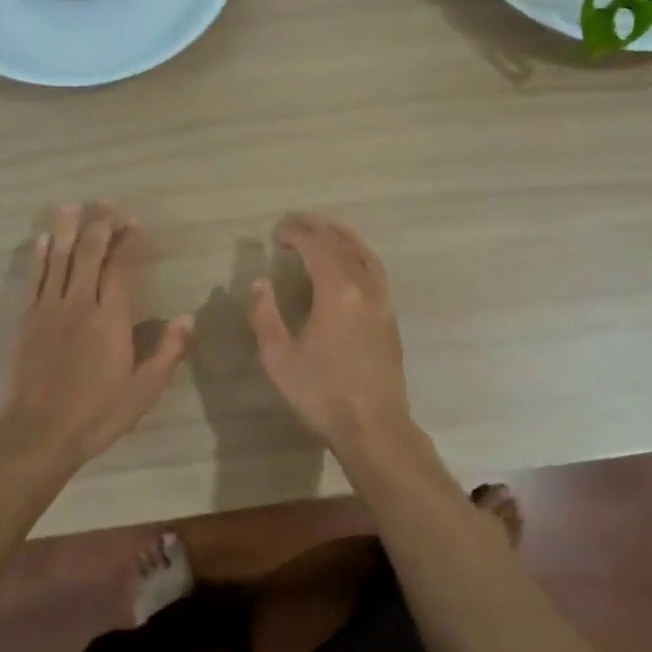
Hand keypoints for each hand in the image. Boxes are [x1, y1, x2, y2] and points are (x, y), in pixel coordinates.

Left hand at [0, 204, 192, 467]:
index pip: (122, 268)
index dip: (130, 243)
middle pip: (89, 255)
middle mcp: (79, 304)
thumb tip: (187, 319)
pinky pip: (34, 279)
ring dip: (66, 231)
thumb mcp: (143, 391)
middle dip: (99, 226)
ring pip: (58, 260)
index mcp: (110, 318)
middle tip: (106, 203)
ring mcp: (49, 310)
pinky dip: (38, 257)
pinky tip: (40, 241)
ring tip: (70, 207)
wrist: (35, 434)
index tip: (136, 223)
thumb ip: (167, 352)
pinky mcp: (26, 321)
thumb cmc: (96, 414)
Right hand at [250, 214, 411, 448]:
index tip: (278, 234)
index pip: (318, 246)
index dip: (297, 233)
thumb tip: (260, 283)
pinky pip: (375, 270)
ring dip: (342, 237)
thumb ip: (265, 315)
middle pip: (342, 244)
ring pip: (365, 253)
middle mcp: (365, 287)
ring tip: (323, 231)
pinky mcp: (390, 317)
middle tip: (296, 225)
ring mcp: (382, 301)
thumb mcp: (279, 357)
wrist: (374, 427)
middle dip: (318, 229)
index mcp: (338, 291)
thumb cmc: (322, 393)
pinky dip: (359, 254)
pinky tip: (349, 263)